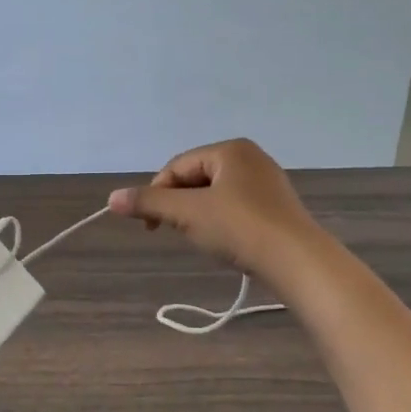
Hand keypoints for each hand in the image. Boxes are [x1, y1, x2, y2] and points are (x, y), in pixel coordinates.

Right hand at [108, 139, 326, 283]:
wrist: (298, 262)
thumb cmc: (240, 228)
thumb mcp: (187, 213)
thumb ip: (149, 202)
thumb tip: (112, 198)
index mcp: (230, 149)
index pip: (177, 166)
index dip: (157, 193)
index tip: (149, 225)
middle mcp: (251, 158)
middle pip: (196, 178)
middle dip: (179, 205)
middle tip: (173, 231)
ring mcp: (268, 182)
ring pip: (216, 194)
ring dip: (199, 215)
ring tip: (202, 239)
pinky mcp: (278, 207)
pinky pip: (237, 208)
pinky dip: (222, 222)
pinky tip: (226, 243)